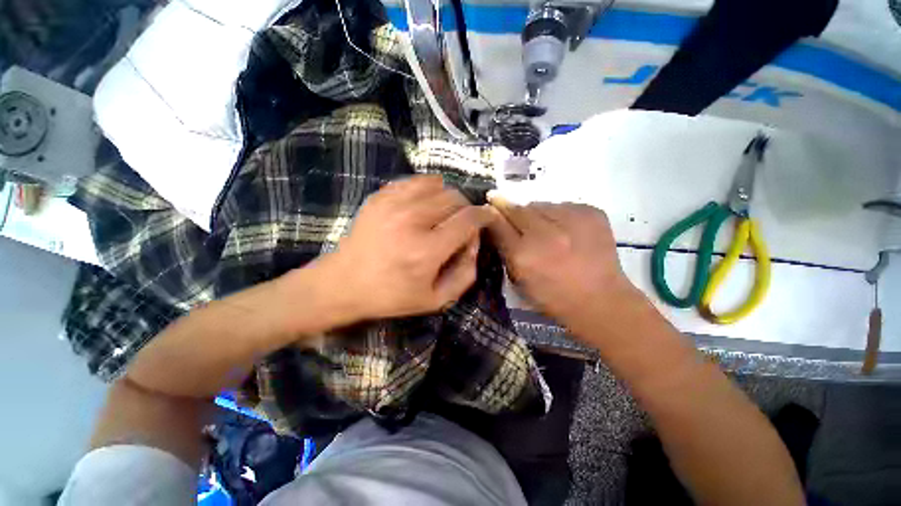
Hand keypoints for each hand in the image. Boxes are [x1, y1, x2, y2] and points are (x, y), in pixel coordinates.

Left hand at [320, 175, 494, 320]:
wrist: (344, 283)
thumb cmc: (391, 295)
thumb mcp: (436, 300)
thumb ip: (465, 274)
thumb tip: (474, 244)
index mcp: (426, 251)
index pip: (468, 219)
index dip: (483, 216)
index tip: (487, 218)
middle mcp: (411, 221)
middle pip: (455, 198)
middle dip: (465, 209)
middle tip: (460, 225)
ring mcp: (393, 204)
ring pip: (438, 185)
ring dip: (448, 198)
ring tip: (442, 214)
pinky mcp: (380, 197)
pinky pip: (415, 181)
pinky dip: (427, 189)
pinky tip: (424, 205)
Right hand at [486, 195, 639, 328]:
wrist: (600, 300)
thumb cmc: (552, 296)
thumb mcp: (518, 280)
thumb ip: (504, 249)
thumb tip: (496, 221)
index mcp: (523, 255)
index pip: (498, 223)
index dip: (492, 213)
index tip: (490, 205)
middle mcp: (544, 234)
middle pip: (518, 208)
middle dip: (513, 211)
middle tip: (517, 219)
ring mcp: (571, 220)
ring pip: (541, 205)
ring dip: (537, 214)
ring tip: (547, 230)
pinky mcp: (591, 212)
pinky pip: (563, 205)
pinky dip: (559, 215)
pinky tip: (566, 231)